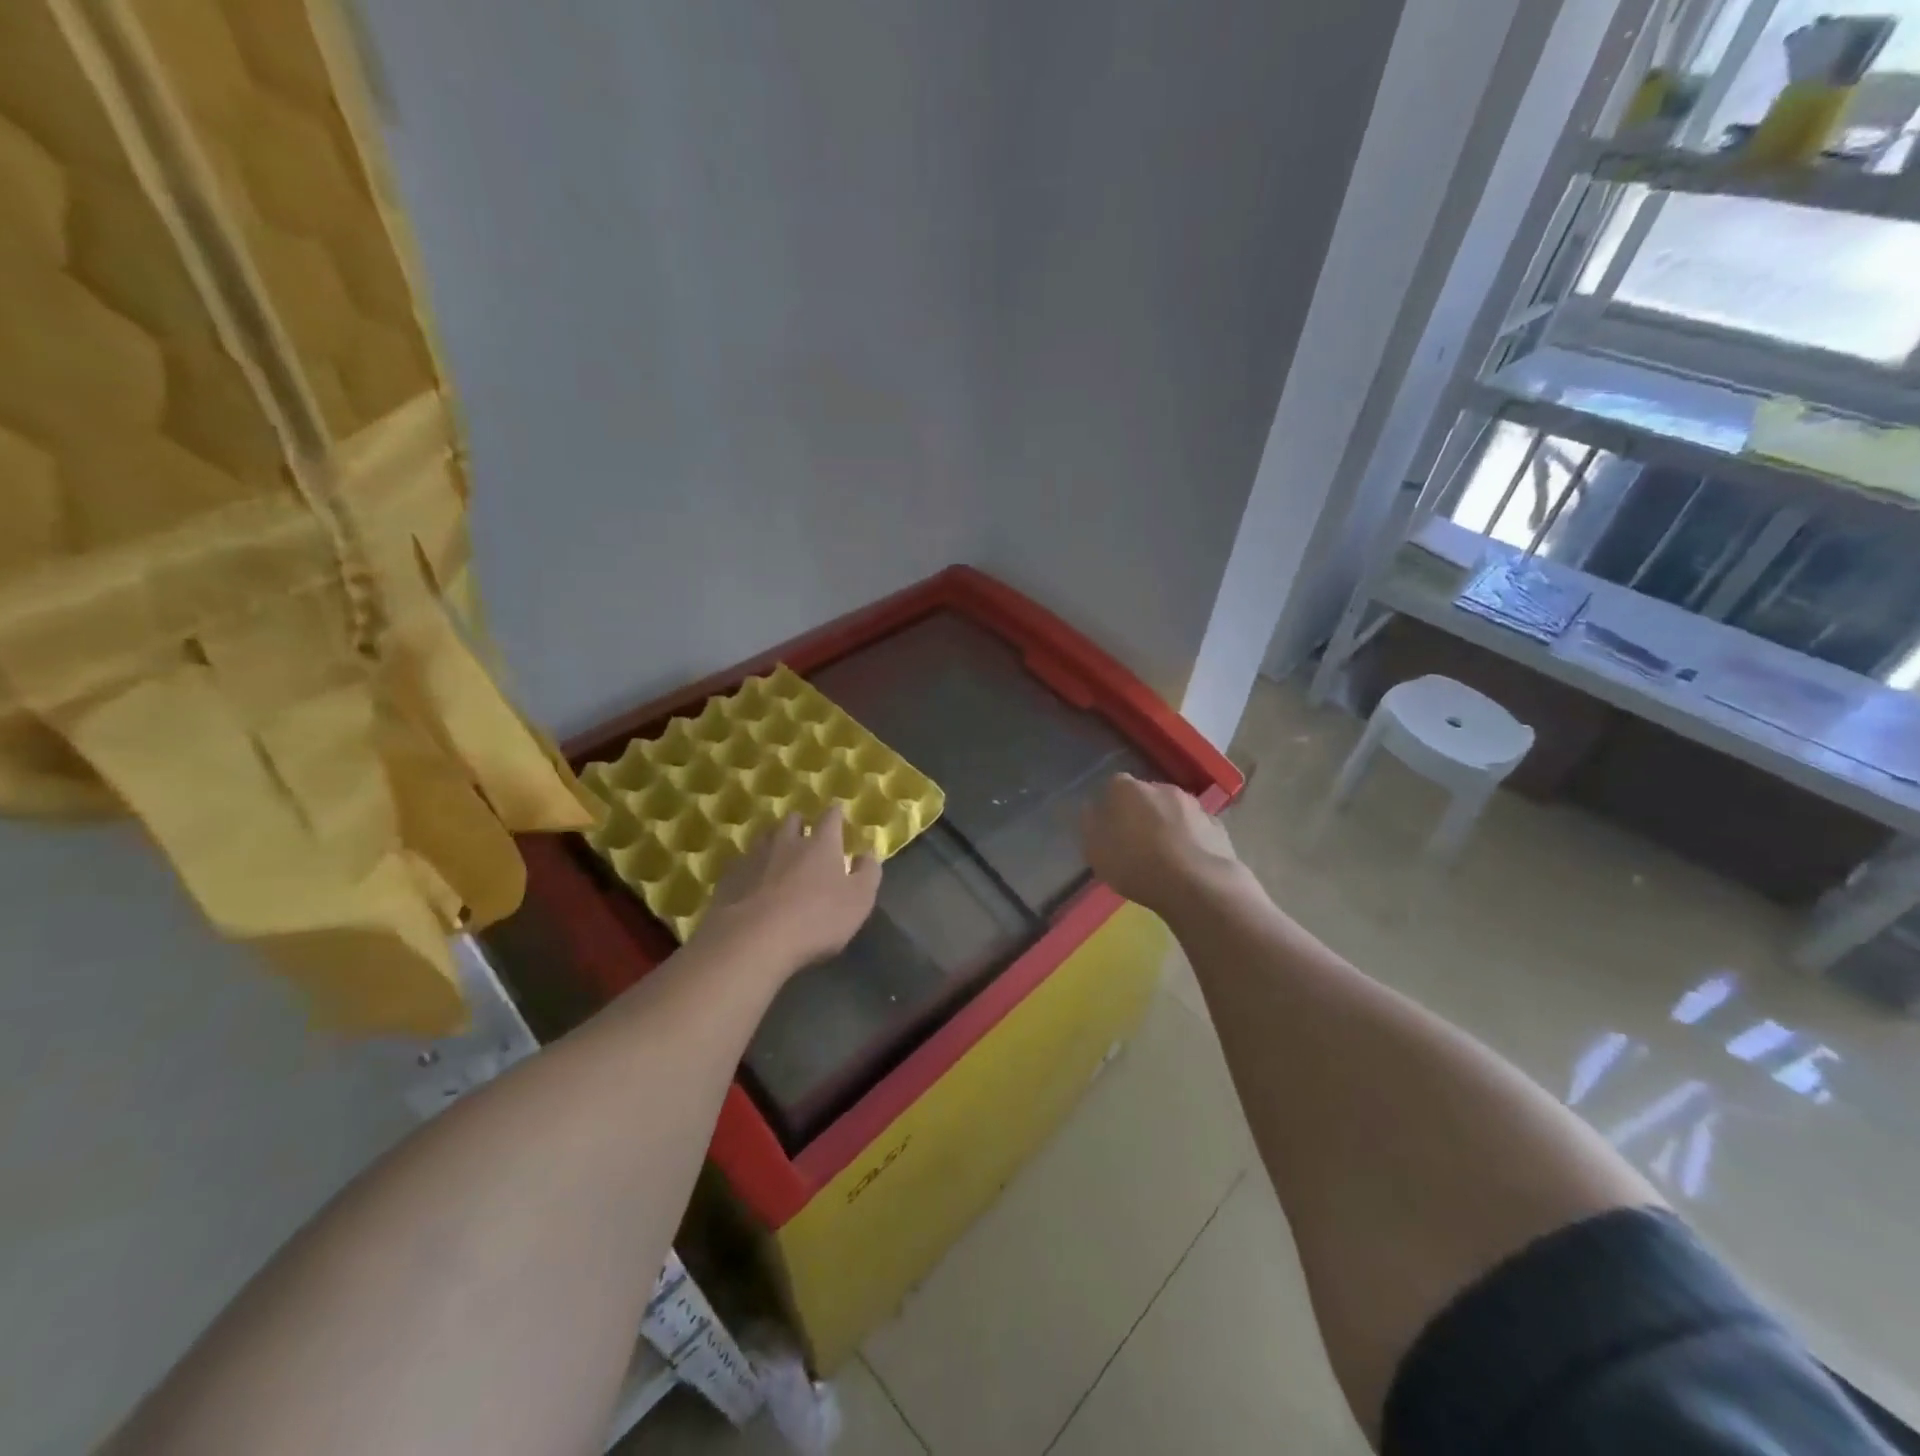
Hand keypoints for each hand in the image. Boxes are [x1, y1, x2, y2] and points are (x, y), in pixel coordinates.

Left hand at [701, 807, 880, 972]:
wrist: (751, 940)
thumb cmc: (816, 920)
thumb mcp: (859, 901)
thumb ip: (868, 873)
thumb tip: (867, 853)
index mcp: (821, 844)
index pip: (831, 818)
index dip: (835, 815)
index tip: (838, 814)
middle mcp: (787, 841)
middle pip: (793, 820)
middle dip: (801, 824)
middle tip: (805, 836)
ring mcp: (754, 857)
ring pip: (765, 837)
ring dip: (774, 842)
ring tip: (778, 855)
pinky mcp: (729, 877)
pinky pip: (742, 863)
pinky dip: (751, 867)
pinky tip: (752, 882)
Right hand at [1079, 774, 1240, 915]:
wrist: (1197, 885)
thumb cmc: (1136, 865)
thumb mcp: (1096, 850)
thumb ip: (1090, 824)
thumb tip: (1092, 808)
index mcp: (1128, 789)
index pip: (1114, 786)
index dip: (1111, 806)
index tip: (1110, 828)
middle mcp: (1162, 787)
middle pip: (1146, 796)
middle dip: (1141, 813)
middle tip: (1136, 842)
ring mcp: (1193, 805)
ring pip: (1174, 810)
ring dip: (1168, 824)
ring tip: (1165, 855)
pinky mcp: (1217, 826)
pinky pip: (1197, 828)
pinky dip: (1191, 839)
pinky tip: (1188, 862)